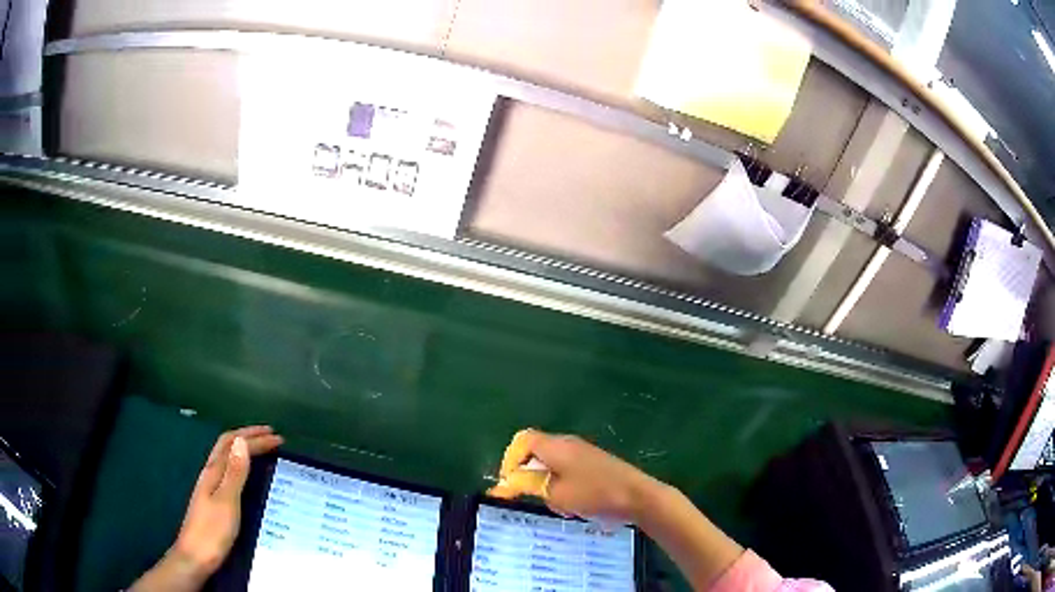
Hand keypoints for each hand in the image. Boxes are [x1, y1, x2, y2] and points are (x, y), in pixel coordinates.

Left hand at [131, 426, 282, 591]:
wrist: (195, 557)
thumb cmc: (212, 531)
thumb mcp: (227, 501)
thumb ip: (234, 473)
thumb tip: (242, 441)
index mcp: (213, 472)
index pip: (234, 445)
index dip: (255, 439)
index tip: (278, 438)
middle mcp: (210, 474)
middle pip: (227, 446)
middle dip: (248, 436)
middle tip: (270, 435)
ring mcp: (210, 487)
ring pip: (227, 458)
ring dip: (244, 448)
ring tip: (261, 449)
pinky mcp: (213, 500)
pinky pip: (228, 472)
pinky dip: (241, 465)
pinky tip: (247, 475)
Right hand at [489, 429, 744, 590]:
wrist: (637, 495)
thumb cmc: (593, 493)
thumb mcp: (554, 492)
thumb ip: (526, 484)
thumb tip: (503, 483)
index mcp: (555, 445)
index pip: (522, 441)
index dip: (509, 461)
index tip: (510, 485)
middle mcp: (568, 443)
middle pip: (535, 452)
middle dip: (529, 476)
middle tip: (534, 497)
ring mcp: (583, 453)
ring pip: (551, 465)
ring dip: (547, 484)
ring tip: (559, 505)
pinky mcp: (595, 464)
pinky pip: (567, 471)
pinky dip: (562, 486)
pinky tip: (575, 505)